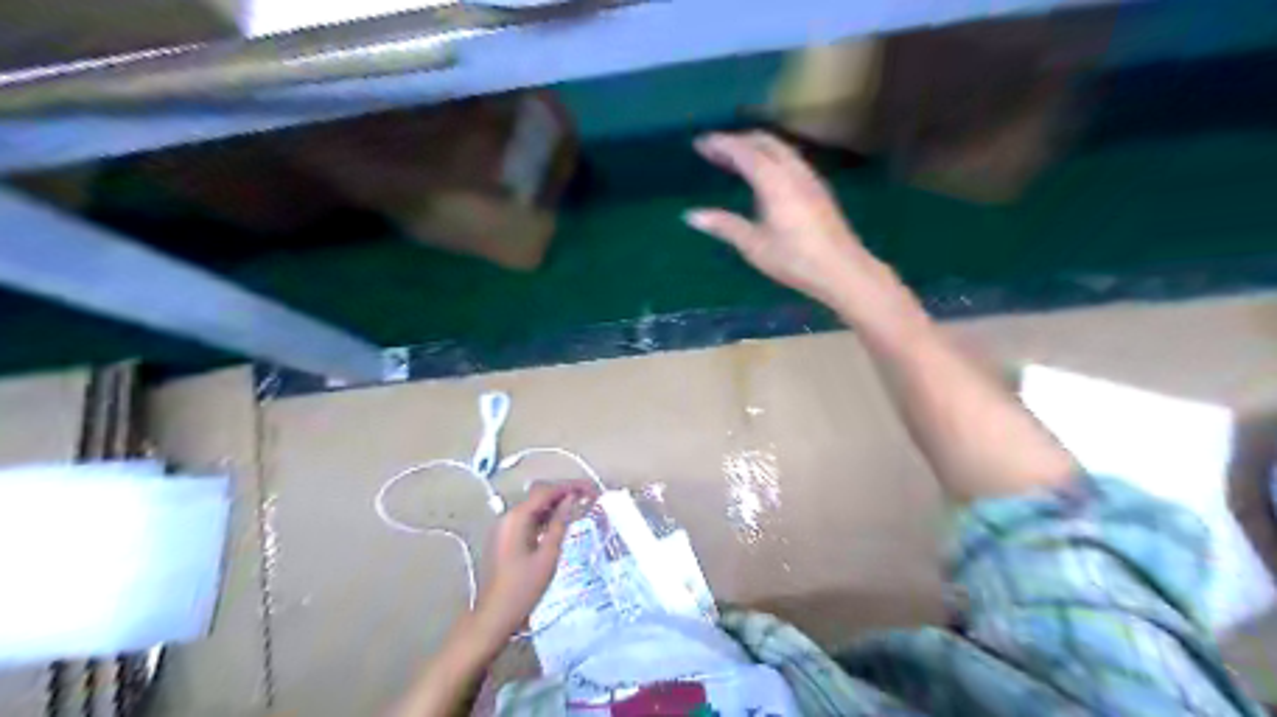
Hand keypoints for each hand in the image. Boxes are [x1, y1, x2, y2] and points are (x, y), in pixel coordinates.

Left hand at [474, 483, 594, 638]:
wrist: (494, 616)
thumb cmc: (523, 589)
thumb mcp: (548, 556)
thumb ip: (560, 524)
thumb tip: (571, 500)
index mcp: (517, 518)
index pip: (546, 491)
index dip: (570, 486)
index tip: (591, 489)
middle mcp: (508, 516)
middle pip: (539, 494)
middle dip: (564, 492)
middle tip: (589, 497)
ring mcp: (505, 527)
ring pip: (535, 506)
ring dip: (556, 504)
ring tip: (580, 507)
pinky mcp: (506, 537)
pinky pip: (529, 519)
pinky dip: (546, 517)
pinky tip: (561, 522)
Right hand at [683, 133, 883, 304]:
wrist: (843, 270)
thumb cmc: (795, 260)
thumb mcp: (754, 245)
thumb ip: (724, 226)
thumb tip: (691, 215)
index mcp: (775, 181)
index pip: (744, 151)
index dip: (721, 144)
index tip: (699, 142)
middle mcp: (794, 171)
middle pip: (764, 141)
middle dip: (737, 139)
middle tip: (713, 148)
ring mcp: (810, 178)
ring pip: (780, 148)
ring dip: (755, 146)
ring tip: (734, 157)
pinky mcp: (818, 189)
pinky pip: (790, 158)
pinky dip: (770, 155)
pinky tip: (763, 174)